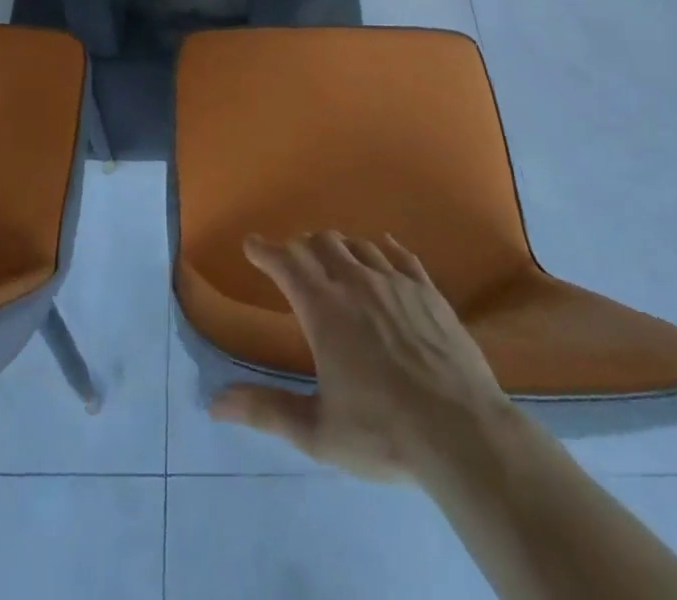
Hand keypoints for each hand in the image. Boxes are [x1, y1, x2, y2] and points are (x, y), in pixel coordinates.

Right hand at [210, 232, 509, 482]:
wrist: (462, 432)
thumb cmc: (383, 433)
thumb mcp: (317, 431)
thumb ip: (266, 411)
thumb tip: (215, 403)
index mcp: (324, 309)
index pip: (286, 263)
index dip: (265, 250)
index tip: (251, 243)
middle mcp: (356, 283)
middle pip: (322, 244)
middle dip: (302, 247)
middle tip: (293, 259)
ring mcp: (395, 282)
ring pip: (359, 246)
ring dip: (340, 248)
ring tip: (334, 258)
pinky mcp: (428, 291)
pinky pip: (401, 255)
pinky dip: (384, 248)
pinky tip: (384, 249)